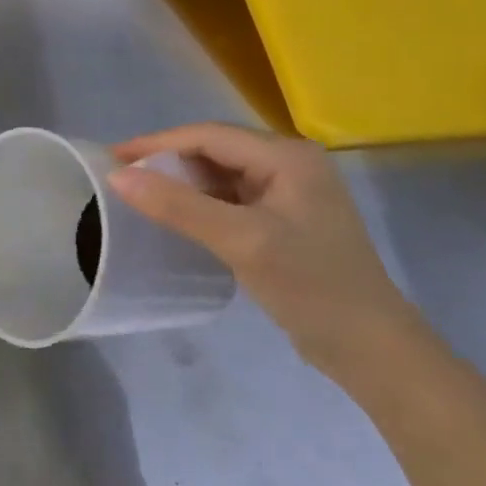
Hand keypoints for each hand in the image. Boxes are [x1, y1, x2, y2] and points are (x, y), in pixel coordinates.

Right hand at [108, 123, 423, 383]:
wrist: (373, 350)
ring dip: (182, 183)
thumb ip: (178, 205)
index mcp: (286, 156)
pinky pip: (231, 199)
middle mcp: (290, 163)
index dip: (157, 144)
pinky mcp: (285, 220)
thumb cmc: (312, 287)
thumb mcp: (241, 241)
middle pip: (214, 150)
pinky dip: (201, 203)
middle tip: (122, 177)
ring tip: (140, 195)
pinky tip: (178, 217)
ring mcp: (290, 192)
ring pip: (221, 175)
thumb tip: (117, 176)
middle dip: (167, 161)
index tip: (112, 157)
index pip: (208, 135)